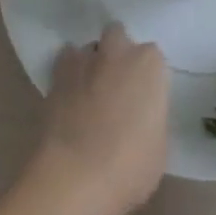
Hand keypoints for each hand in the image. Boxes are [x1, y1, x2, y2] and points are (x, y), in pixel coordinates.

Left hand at [34, 23, 169, 214]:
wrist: (76, 177)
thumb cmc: (129, 167)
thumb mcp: (158, 147)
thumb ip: (151, 118)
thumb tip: (140, 116)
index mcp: (149, 65)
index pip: (152, 59)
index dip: (146, 79)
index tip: (142, 101)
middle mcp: (118, 51)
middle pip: (118, 37)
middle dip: (117, 54)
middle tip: (117, 87)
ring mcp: (85, 59)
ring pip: (90, 48)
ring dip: (92, 62)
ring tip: (89, 92)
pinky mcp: (56, 74)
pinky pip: (65, 61)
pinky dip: (68, 73)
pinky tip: (69, 95)